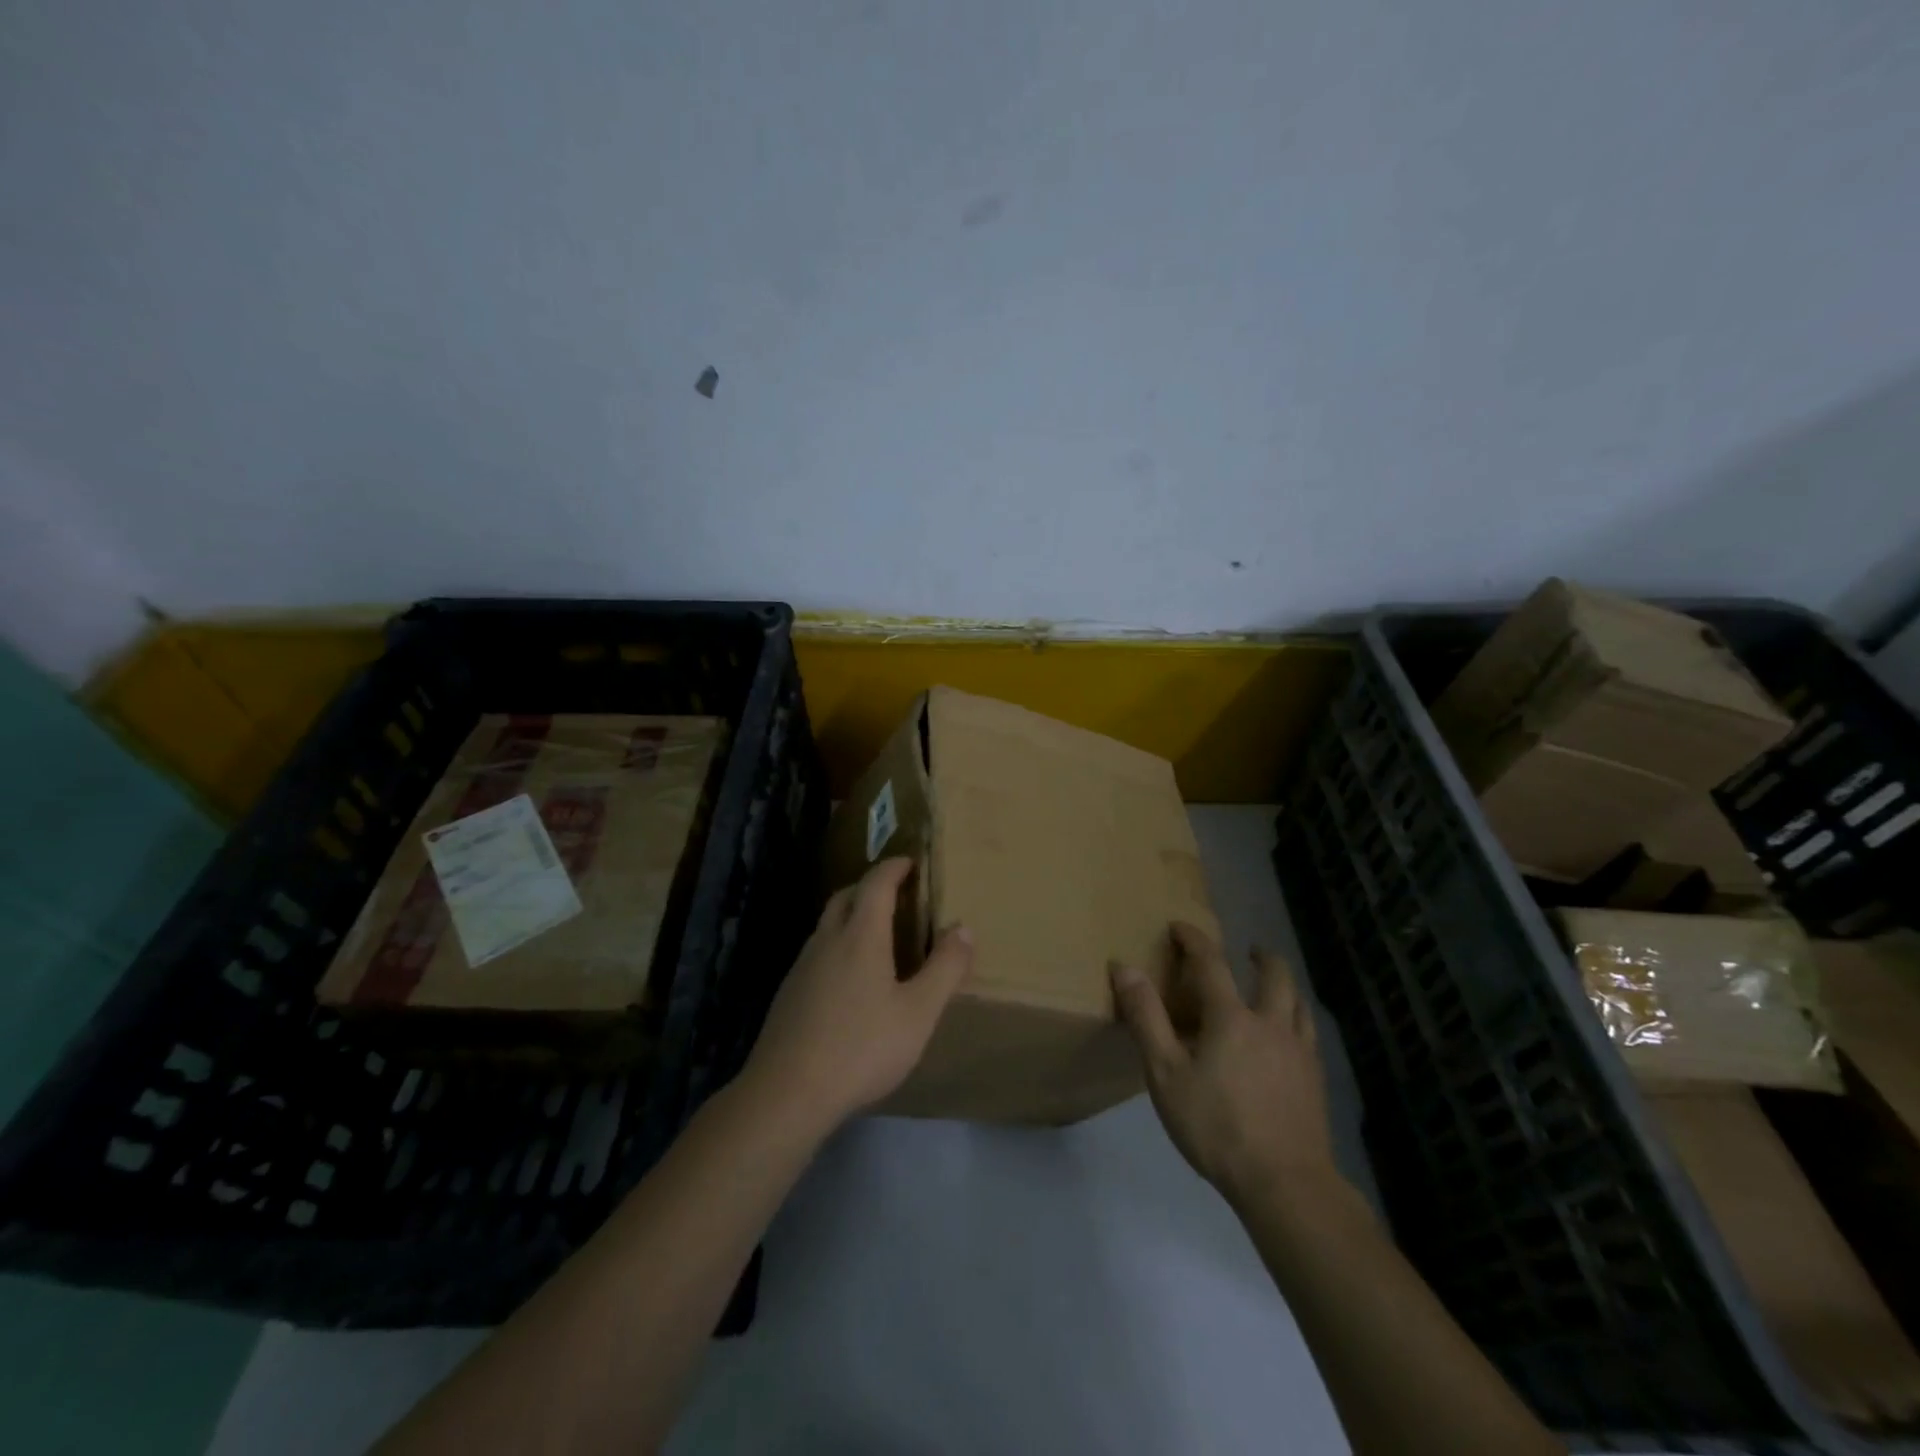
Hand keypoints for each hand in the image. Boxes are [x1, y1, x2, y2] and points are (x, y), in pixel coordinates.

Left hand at [744, 857, 972, 1135]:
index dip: (894, 868)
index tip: (910, 862)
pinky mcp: (789, 993)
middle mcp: (827, 940)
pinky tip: (849, 979)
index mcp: (860, 936)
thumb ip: (945, 968)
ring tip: (876, 934)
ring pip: (827, 924)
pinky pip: (817, 951)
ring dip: (851, 915)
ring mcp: (802, 966)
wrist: (787, 1092)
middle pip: (846, 897)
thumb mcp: (918, 1013)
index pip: (876, 884)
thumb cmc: (861, 1047)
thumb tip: (963, 928)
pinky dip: (837, 945)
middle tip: (895, 894)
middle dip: (870, 887)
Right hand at [1111, 922, 1336, 1206]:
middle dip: (1260, 956)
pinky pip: (1309, 1034)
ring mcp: (1300, 1052)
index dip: (1194, 939)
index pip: (1211, 962)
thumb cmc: (1216, 1126)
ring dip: (1284, 986)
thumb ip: (1146, 1018)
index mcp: (1231, 1017)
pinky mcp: (1315, 1081)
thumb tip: (1125, 968)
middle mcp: (1271, 1023)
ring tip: (1272, 989)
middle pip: (1275, 975)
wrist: (1285, 1184)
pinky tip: (1288, 1040)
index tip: (1180, 926)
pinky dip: (1297, 1020)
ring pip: (1299, 1003)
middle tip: (1248, 952)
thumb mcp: (1165, 1073)